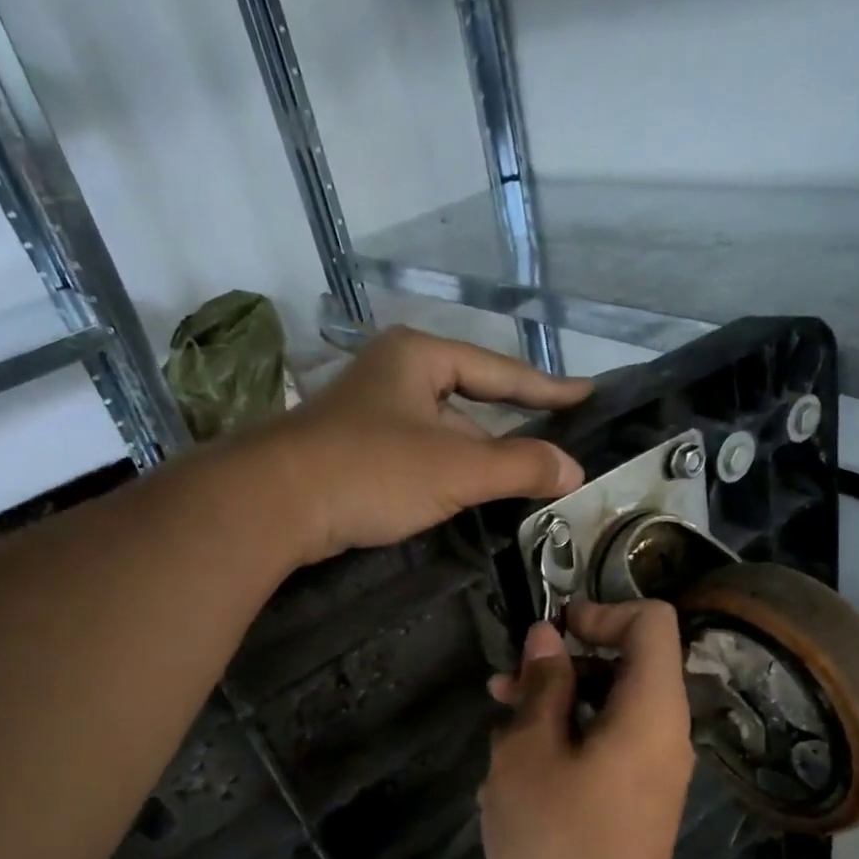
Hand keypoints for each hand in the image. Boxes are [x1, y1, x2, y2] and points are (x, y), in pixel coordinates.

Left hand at [243, 326, 590, 565]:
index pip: (499, 370)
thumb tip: (574, 470)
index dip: (546, 387)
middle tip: (551, 452)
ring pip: (439, 432)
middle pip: (468, 400)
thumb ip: (519, 466)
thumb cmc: (371, 470)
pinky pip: (414, 455)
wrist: (273, 502)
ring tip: (514, 484)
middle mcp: (392, 373)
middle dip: (507, 429)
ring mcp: (366, 412)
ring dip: (474, 458)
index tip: (585, 396)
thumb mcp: (456, 468)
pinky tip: (457, 497)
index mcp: (418, 356)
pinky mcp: (349, 450)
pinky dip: (442, 473)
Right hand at [479, 600, 696, 858]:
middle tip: (505, 685)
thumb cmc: (556, 844)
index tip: (551, 635)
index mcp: (651, 710)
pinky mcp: (634, 801)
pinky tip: (514, 771)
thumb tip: (546, 637)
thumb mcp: (529, 754)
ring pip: (608, 708)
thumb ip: (541, 686)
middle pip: (627, 663)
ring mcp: (652, 770)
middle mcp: (664, 732)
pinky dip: (565, 742)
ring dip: (555, 704)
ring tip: (498, 726)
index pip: (652, 621)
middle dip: (564, 663)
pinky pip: (605, 747)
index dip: (601, 611)